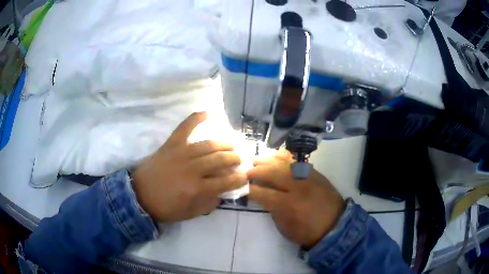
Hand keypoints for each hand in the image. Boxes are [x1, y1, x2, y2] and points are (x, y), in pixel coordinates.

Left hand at [132, 112, 246, 221]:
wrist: (139, 195)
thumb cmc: (165, 207)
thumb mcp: (190, 213)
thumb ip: (209, 204)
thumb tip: (222, 193)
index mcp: (197, 188)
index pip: (226, 181)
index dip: (239, 178)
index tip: (245, 176)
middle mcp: (192, 169)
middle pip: (220, 160)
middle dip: (234, 159)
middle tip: (240, 159)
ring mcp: (181, 153)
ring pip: (209, 145)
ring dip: (224, 144)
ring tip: (232, 144)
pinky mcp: (171, 144)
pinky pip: (185, 127)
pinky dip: (196, 118)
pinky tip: (208, 113)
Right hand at [248, 152, 345, 248]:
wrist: (334, 226)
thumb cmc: (307, 232)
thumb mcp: (284, 227)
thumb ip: (272, 210)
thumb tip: (263, 197)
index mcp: (288, 205)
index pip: (263, 193)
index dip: (249, 189)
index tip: (240, 186)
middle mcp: (297, 187)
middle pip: (272, 173)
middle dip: (256, 171)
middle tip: (246, 171)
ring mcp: (308, 178)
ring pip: (284, 164)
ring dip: (268, 161)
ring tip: (257, 160)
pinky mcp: (316, 174)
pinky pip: (298, 162)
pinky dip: (285, 158)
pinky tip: (276, 156)